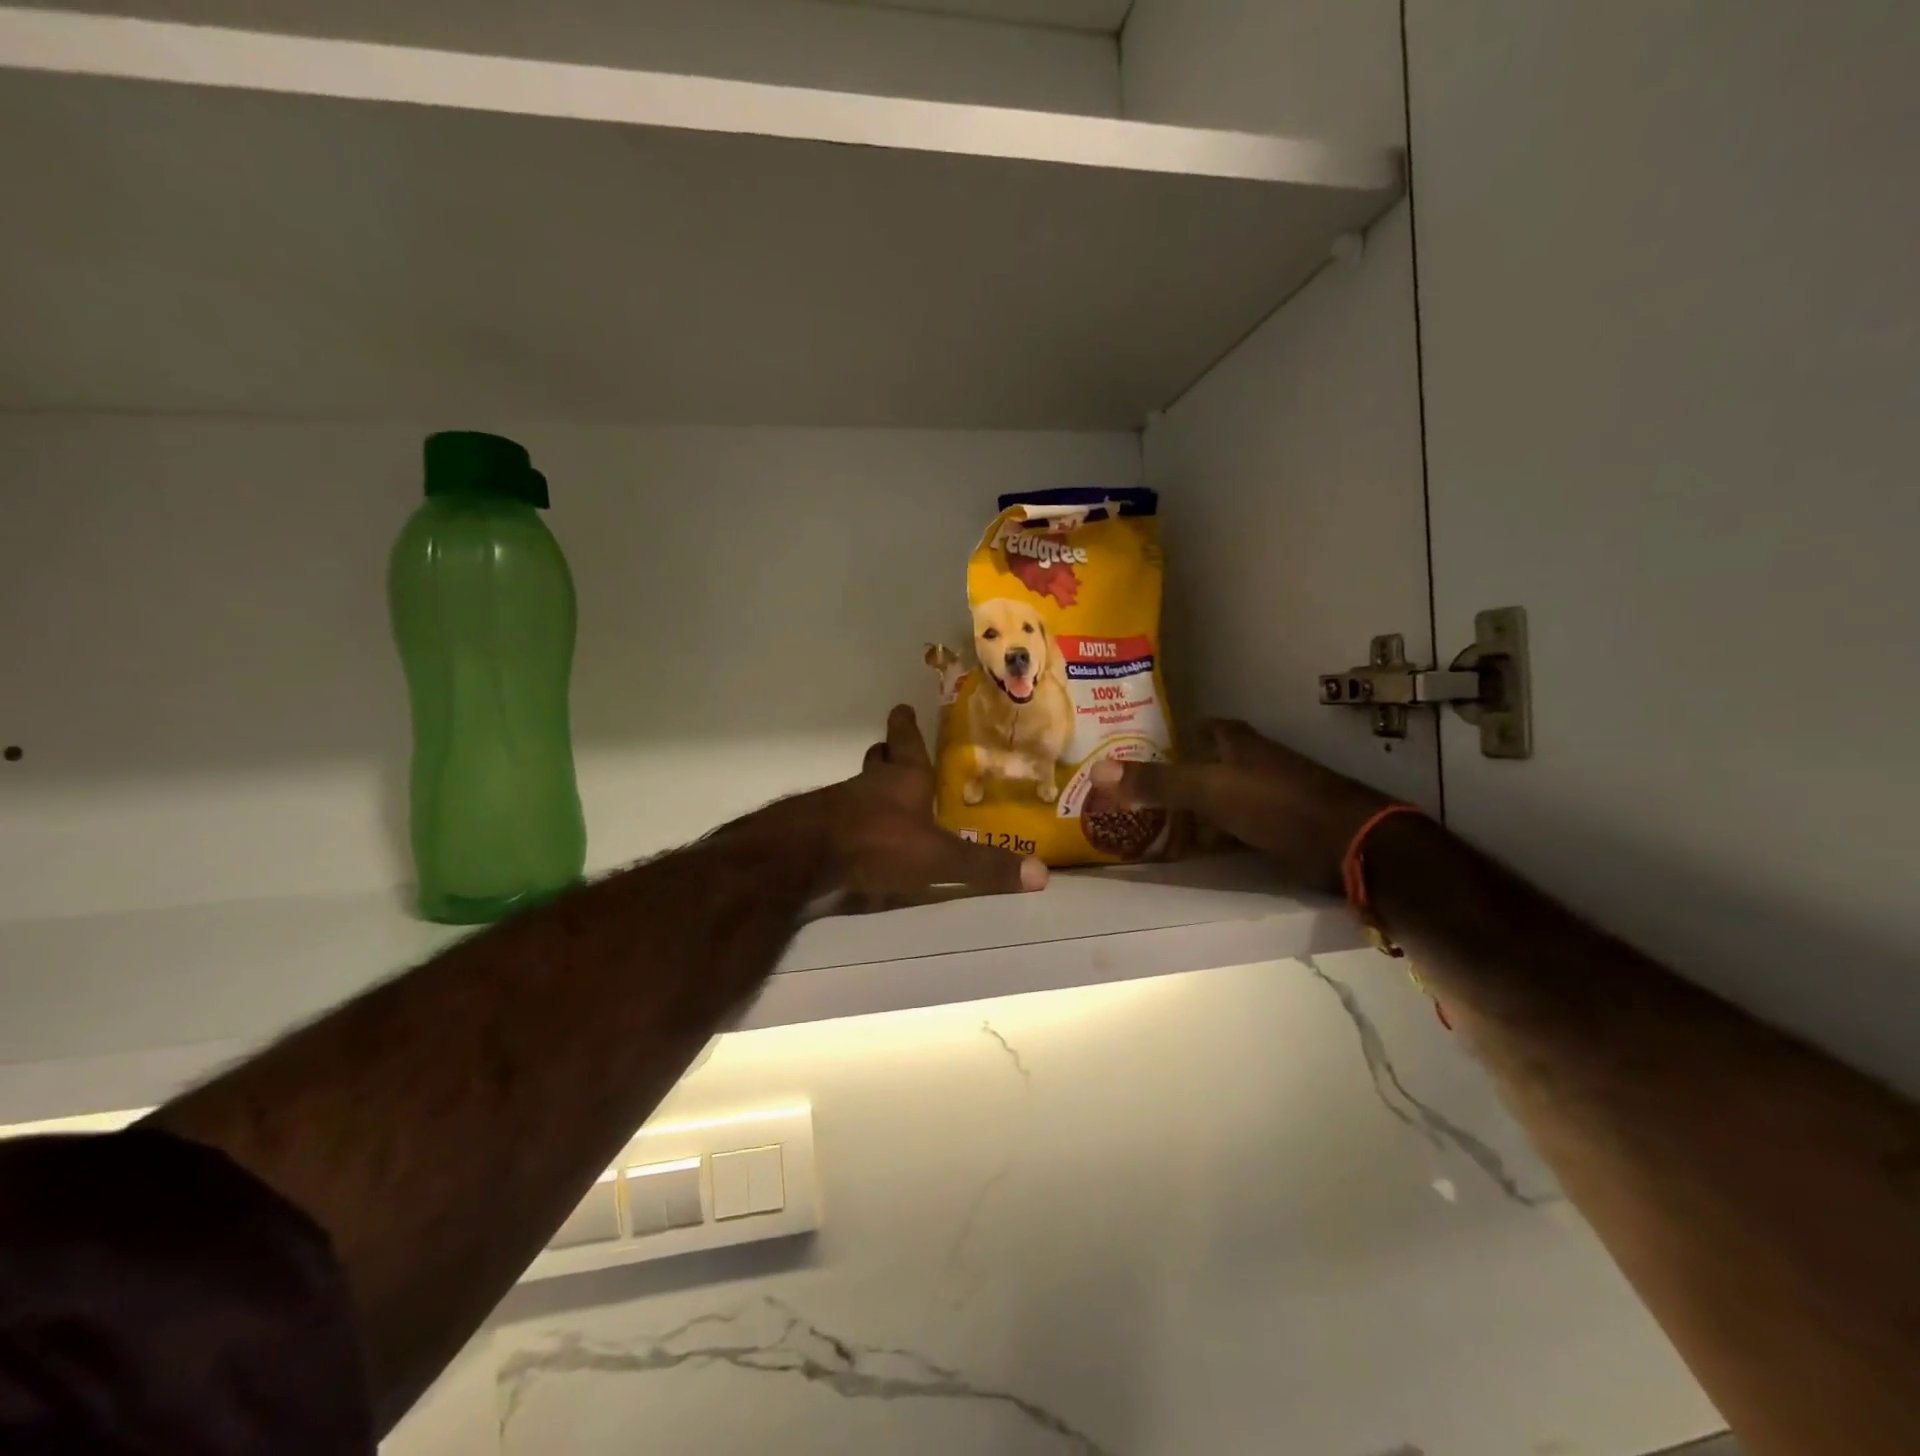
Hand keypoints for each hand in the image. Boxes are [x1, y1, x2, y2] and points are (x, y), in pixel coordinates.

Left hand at [738, 706, 1046, 911]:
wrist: (805, 855)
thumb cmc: (878, 841)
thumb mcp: (937, 857)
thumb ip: (983, 867)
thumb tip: (1041, 875)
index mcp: (904, 779)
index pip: (906, 742)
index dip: (906, 725)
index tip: (902, 707)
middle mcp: (872, 784)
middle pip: (879, 760)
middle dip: (889, 754)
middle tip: (894, 751)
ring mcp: (842, 804)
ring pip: (860, 786)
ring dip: (872, 787)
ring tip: (885, 797)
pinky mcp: (821, 828)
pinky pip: (842, 815)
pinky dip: (854, 819)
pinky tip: (861, 837)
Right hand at [1089, 721, 1390, 893]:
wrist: (1348, 843)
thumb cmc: (1276, 804)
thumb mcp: (1208, 790)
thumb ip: (1156, 781)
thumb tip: (1097, 771)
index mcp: (1236, 742)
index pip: (1199, 727)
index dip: (1171, 735)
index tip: (1137, 750)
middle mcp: (1251, 762)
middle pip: (1205, 763)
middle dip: (1174, 775)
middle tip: (1135, 792)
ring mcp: (1267, 794)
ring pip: (1218, 796)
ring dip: (1190, 808)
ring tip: (1151, 822)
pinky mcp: (1278, 825)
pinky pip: (1231, 825)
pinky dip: (1211, 834)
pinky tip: (1191, 849)